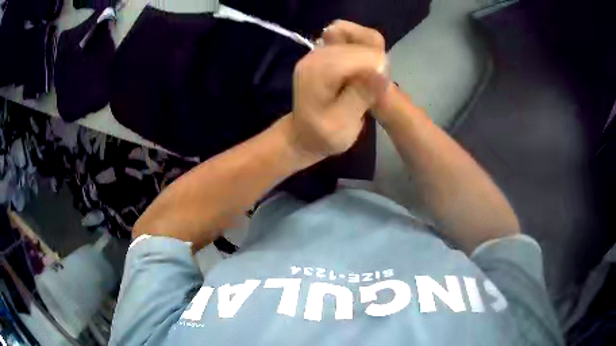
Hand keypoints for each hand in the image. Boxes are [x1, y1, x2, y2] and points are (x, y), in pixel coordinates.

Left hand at [321, 20, 399, 126]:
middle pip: (363, 41)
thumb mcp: (343, 125)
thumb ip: (360, 96)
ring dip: (372, 54)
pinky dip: (363, 49)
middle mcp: (317, 53)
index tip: (379, 91)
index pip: (363, 55)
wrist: (303, 133)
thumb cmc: (324, 135)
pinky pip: (351, 37)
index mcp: (320, 71)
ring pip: (359, 35)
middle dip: (377, 63)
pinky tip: (362, 69)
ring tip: (369, 78)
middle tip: (375, 88)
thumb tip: (382, 72)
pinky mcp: (324, 50)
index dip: (380, 70)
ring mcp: (319, 49)